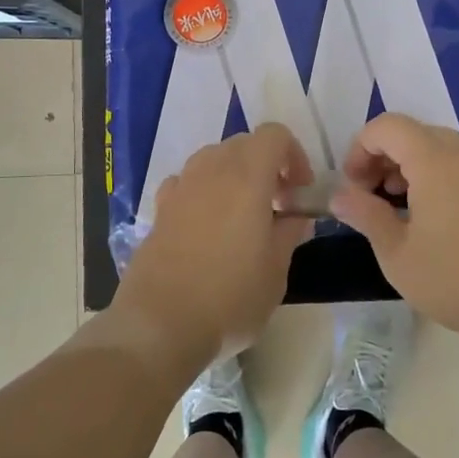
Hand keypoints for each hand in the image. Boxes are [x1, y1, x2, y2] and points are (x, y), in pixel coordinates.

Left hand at [115, 124, 315, 367]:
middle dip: (266, 165)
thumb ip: (289, 233)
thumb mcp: (275, 271)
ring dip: (234, 176)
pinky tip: (207, 225)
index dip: (294, 155)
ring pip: (213, 159)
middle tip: (277, 206)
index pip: (274, 135)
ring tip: (243, 216)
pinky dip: (204, 191)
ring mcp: (180, 187)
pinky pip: (187, 182)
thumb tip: (296, 216)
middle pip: (243, 144)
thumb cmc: (230, 297)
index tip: (299, 192)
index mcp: (247, 177)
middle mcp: (211, 170)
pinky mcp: (159, 208)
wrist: (159, 323)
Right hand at [330, 113, 458, 345]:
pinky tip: (427, 217)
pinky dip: (431, 176)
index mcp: (433, 159)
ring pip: (435, 147)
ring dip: (406, 166)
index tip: (353, 187)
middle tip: (368, 195)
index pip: (387, 126)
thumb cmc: (457, 277)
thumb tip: (339, 196)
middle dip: (381, 156)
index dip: (360, 149)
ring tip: (395, 206)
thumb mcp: (397, 253)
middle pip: (411, 132)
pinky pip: (455, 164)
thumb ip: (365, 216)